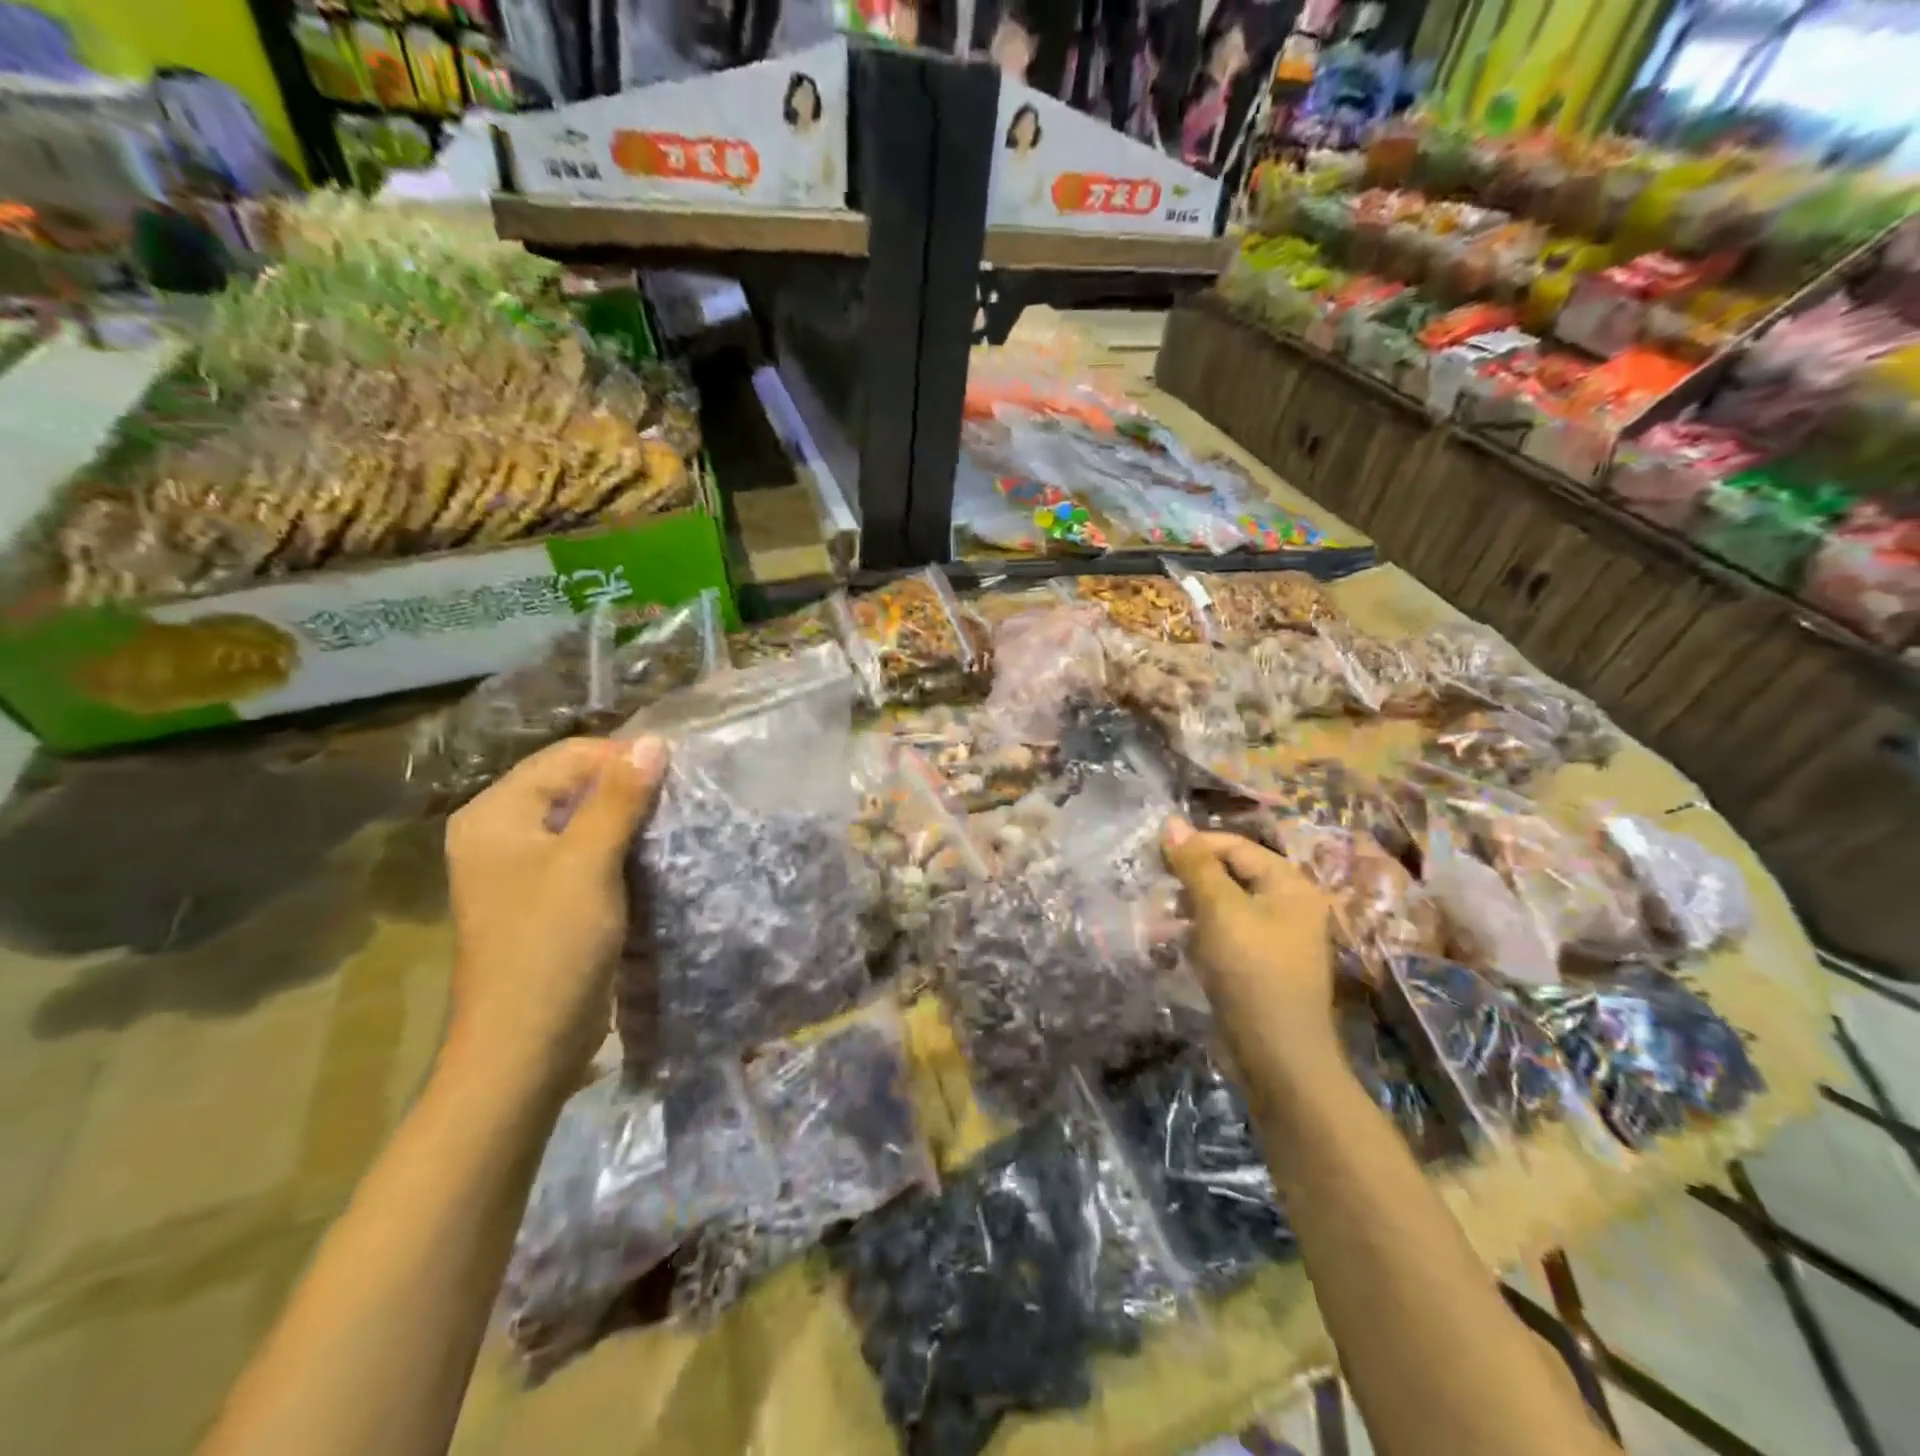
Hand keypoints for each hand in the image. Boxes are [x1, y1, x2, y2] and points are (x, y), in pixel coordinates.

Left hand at [442, 736, 668, 1097]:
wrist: (525, 1047)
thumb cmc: (551, 946)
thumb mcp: (588, 864)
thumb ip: (619, 799)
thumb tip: (655, 742)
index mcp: (494, 814)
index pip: (567, 758)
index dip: (622, 758)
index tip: (678, 772)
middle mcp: (499, 832)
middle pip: (572, 784)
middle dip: (626, 786)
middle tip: (680, 796)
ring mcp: (519, 868)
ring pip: (582, 819)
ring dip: (626, 817)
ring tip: (673, 820)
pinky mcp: (542, 897)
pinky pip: (584, 853)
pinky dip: (618, 847)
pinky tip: (652, 853)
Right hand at [1162, 818, 1335, 1044]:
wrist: (1277, 1057)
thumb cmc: (1252, 972)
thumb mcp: (1219, 910)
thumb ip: (1195, 865)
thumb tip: (1171, 822)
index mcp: (1289, 885)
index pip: (1235, 846)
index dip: (1194, 845)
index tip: (1153, 854)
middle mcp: (1286, 906)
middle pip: (1230, 874)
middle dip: (1189, 878)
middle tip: (1154, 886)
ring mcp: (1272, 938)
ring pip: (1222, 906)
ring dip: (1188, 908)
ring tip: (1159, 917)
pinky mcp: (1256, 966)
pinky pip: (1222, 935)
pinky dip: (1197, 934)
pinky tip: (1173, 945)